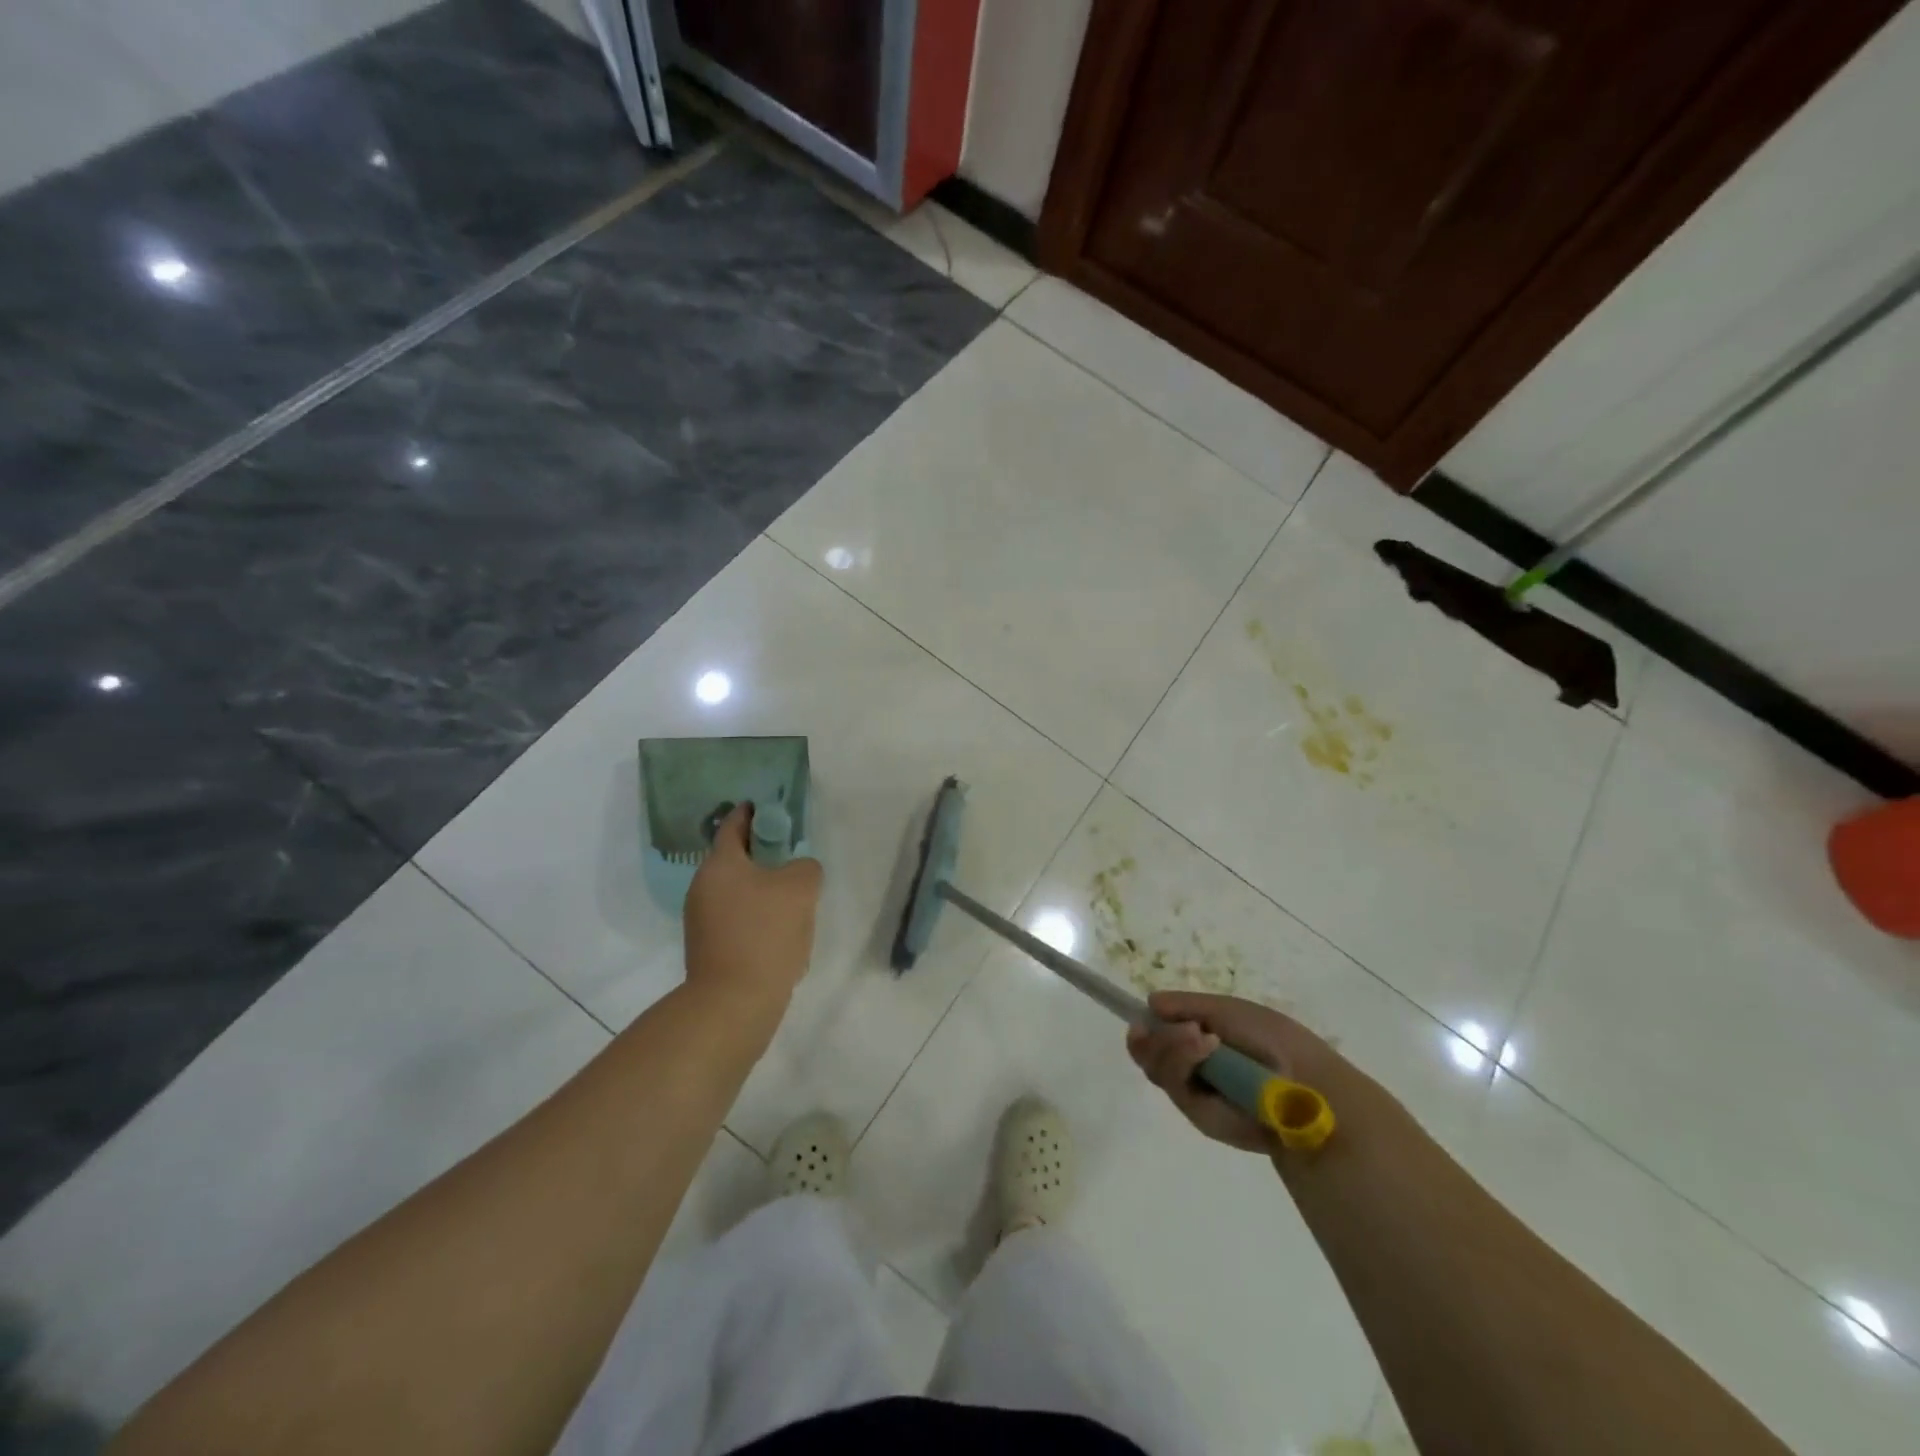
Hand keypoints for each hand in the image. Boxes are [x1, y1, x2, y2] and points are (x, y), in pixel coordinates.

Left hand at [683, 803, 822, 1013]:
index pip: (733, 824)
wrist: (734, 1002)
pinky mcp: (708, 947)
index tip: (771, 808)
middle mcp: (703, 886)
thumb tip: (798, 871)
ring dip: (763, 890)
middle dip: (764, 855)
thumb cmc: (765, 934)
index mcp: (720, 864)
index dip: (753, 812)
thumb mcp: (801, 888)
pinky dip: (757, 917)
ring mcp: (701, 919)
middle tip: (794, 860)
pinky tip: (781, 934)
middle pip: (736, 859)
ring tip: (794, 902)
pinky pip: (737, 919)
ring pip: (738, 891)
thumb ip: (805, 867)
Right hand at [1126, 991, 1352, 1153]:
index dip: (1146, 1025)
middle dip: (1154, 1036)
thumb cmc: (1274, 1040)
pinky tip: (1206, 1046)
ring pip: (1155, 1066)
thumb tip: (1149, 1003)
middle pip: (1147, 1052)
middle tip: (1181, 1026)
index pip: (1158, 1033)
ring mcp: (1194, 1092)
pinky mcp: (1199, 1115)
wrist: (1306, 1083)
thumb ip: (1187, 1005)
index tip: (1142, 1016)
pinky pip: (1173, 1084)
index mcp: (1201, 1040)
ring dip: (1171, 1044)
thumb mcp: (1229, 1010)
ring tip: (1200, 1035)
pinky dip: (1183, 1059)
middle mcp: (1193, 1067)